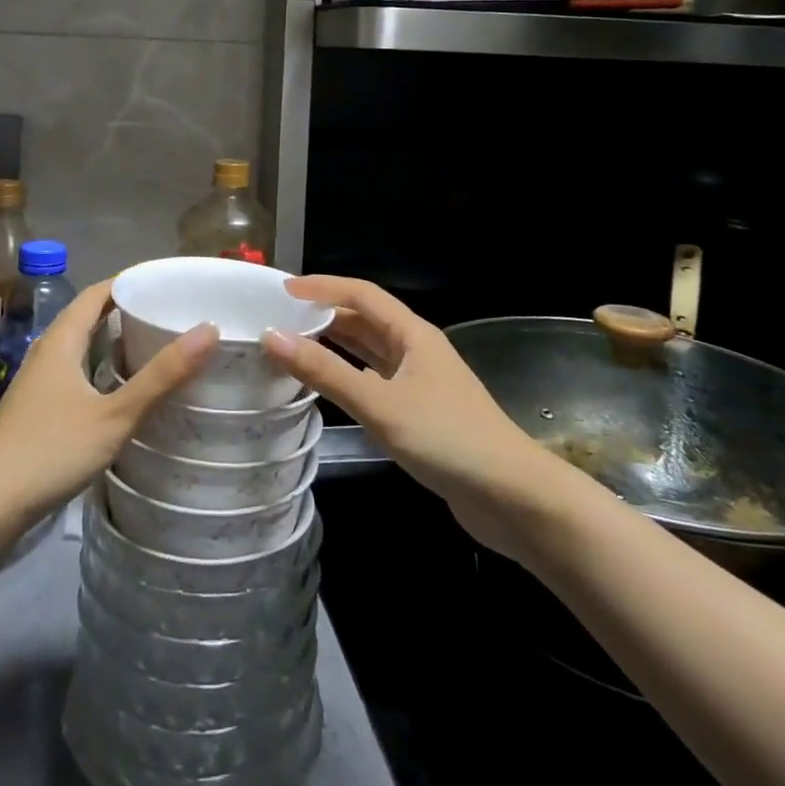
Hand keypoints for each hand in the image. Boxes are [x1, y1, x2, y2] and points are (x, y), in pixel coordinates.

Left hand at [0, 281, 215, 572]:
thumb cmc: (49, 451)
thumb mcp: (114, 416)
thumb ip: (161, 376)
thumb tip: (209, 330)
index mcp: (62, 340)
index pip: (98, 293)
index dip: (130, 282)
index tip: (166, 282)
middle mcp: (47, 352)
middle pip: (89, 317)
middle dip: (126, 310)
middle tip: (169, 314)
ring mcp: (38, 382)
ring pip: (81, 347)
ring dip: (113, 340)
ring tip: (155, 346)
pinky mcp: (36, 410)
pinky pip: (75, 372)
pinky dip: (102, 368)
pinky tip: (122, 391)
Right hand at [262, 276, 550, 554]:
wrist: (514, 498)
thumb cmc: (447, 439)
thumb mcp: (380, 404)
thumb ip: (325, 372)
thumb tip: (271, 336)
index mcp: (412, 334)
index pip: (361, 294)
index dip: (323, 287)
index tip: (283, 290)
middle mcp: (416, 349)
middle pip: (365, 320)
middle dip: (325, 314)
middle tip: (281, 318)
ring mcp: (421, 382)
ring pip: (370, 351)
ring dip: (335, 345)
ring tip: (294, 345)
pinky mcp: (421, 413)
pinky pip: (376, 380)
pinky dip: (349, 376)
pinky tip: (330, 386)